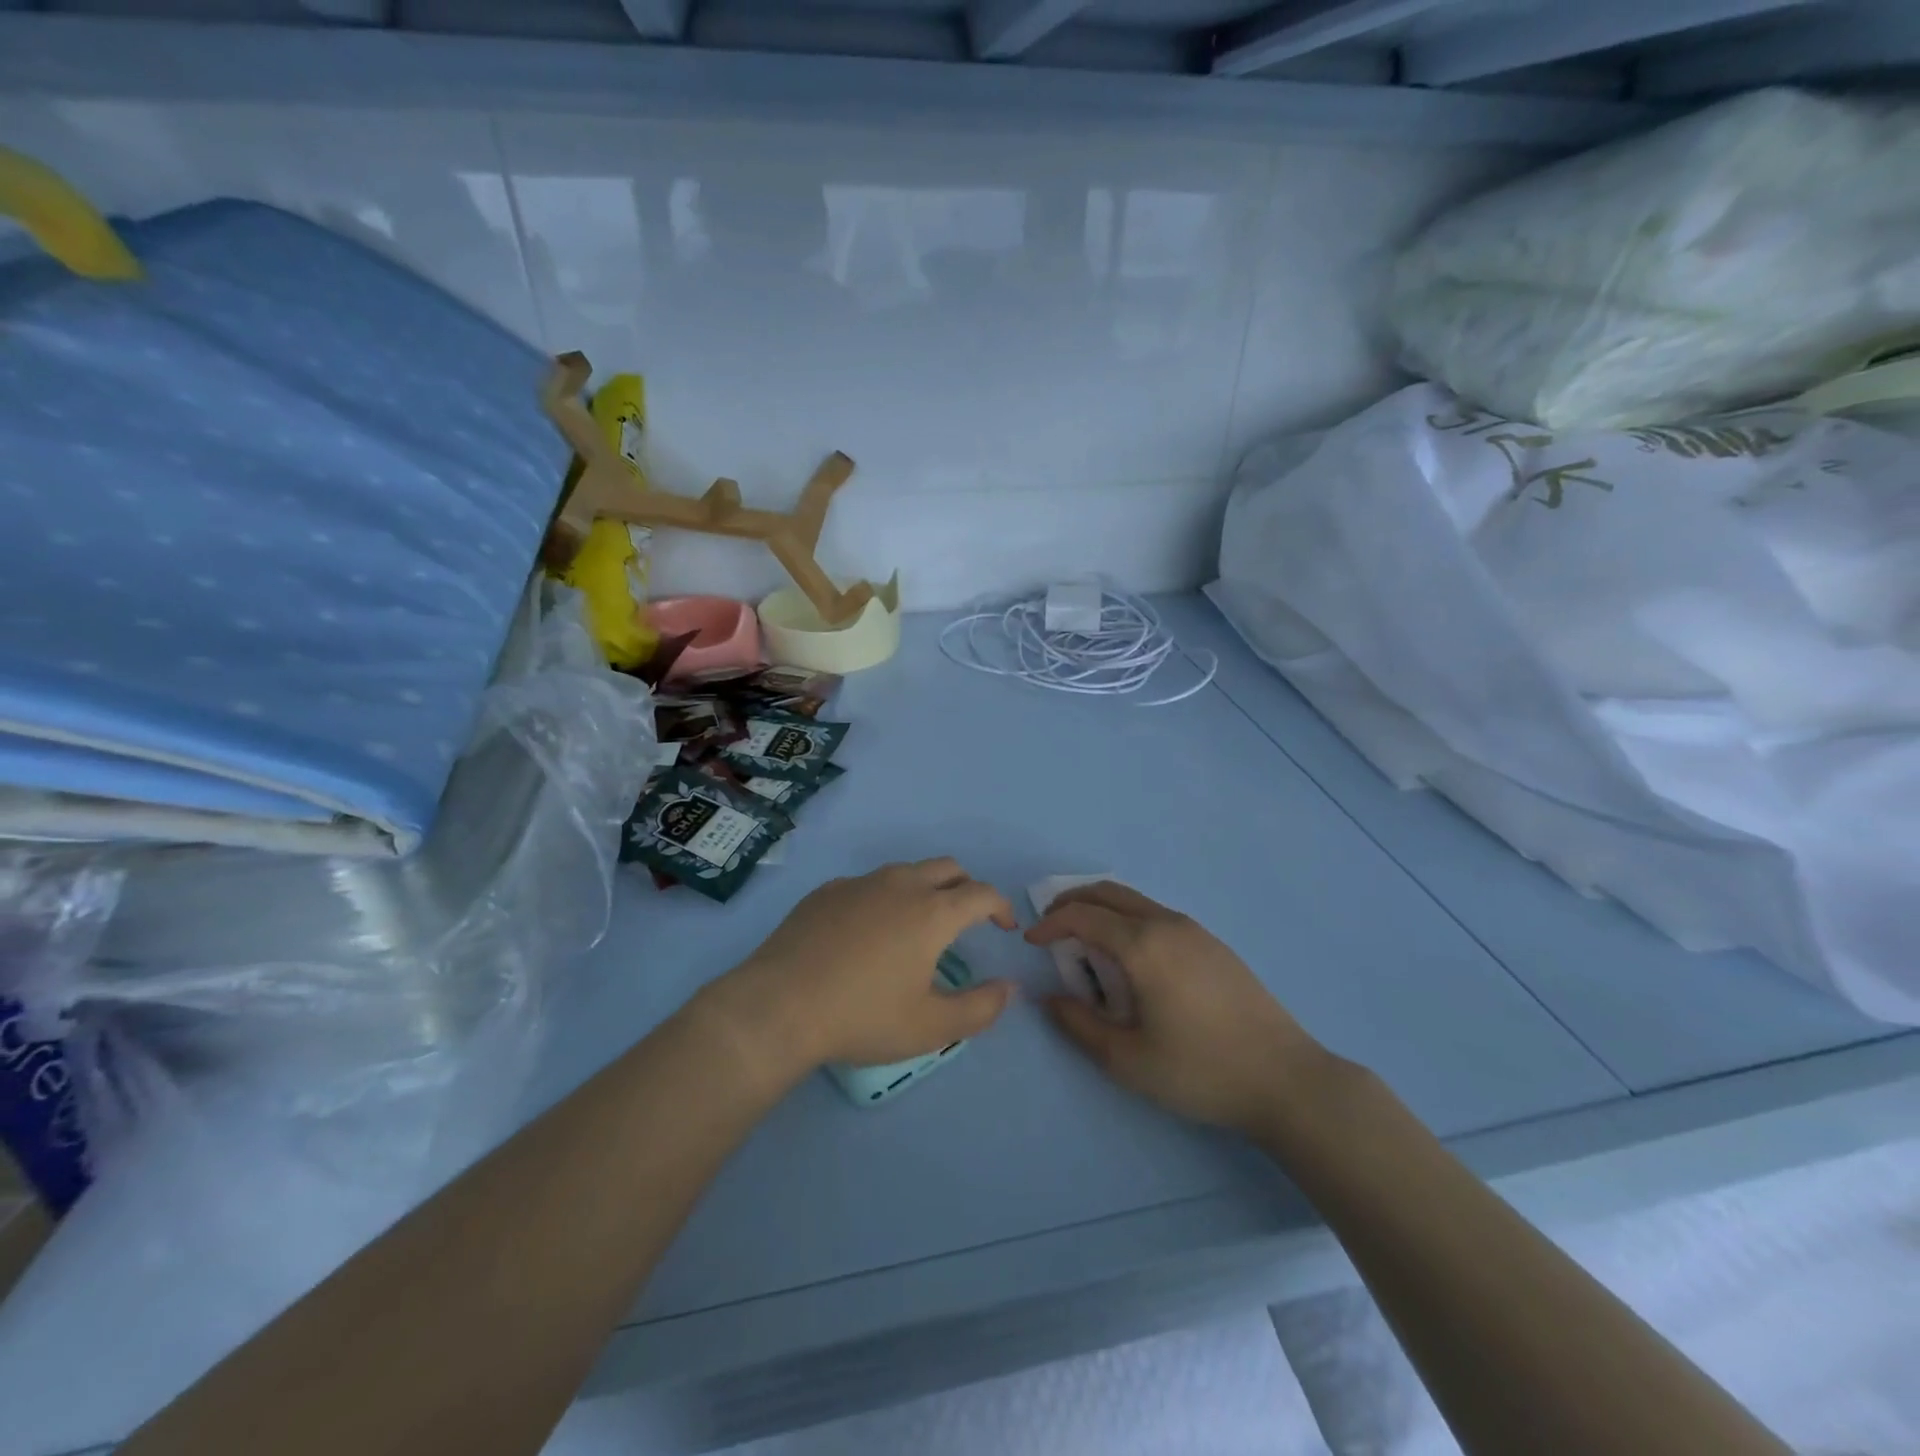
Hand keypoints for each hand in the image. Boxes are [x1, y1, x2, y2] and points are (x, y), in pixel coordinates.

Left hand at [712, 858, 1017, 1076]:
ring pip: (906, 871)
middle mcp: (900, 884)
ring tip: (918, 925)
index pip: (981, 893)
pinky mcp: (826, 891)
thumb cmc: (862, 1017)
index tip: (1004, 927)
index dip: (1001, 906)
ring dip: (925, 888)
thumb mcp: (930, 1027)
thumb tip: (1009, 988)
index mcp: (932, 912)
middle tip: (967, 920)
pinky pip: (867, 884)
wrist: (778, 1006)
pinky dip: (884, 898)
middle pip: (948, 868)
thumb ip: (980, 1008)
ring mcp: (859, 883)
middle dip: (966, 887)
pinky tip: (867, 932)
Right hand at [1027, 882, 1325, 1136]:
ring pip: (1135, 901)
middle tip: (1050, 927)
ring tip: (1086, 944)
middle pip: (1108, 893)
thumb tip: (1048, 997)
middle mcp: (1166, 924)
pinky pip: (1157, 914)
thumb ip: (1078, 1025)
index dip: (1050, 924)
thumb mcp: (1127, 1060)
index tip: (1031, 941)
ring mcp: (1194, 930)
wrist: (1285, 1079)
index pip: (1083, 916)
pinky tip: (1131, 958)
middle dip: (1072, 903)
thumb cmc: (1200, 1070)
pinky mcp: (1214, 944)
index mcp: (1142, 945)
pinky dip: (1128, 920)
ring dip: (1101, 910)